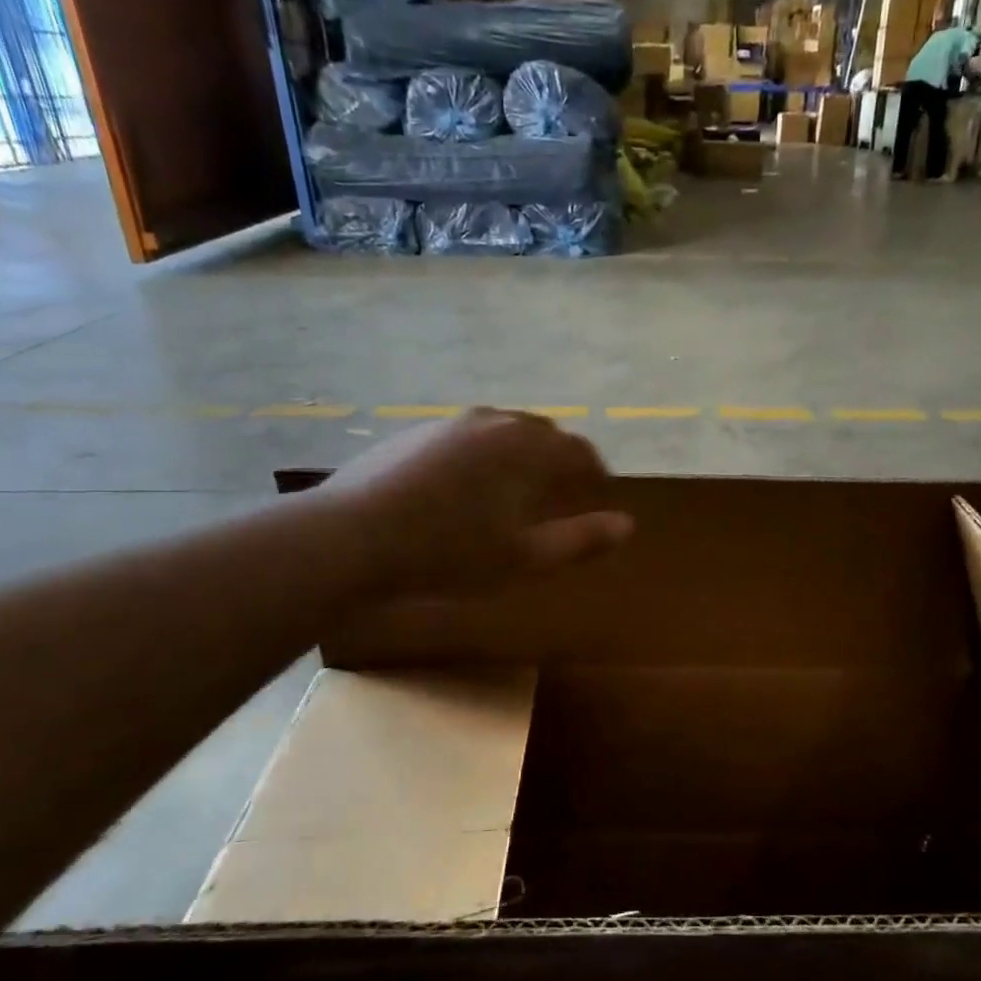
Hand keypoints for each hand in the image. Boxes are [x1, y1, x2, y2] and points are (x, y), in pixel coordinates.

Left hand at [320, 409, 632, 593]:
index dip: (595, 471)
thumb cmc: (450, 553)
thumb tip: (628, 525)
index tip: (599, 491)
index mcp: (528, 449)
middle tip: (563, 490)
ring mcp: (451, 422)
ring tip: (517, 487)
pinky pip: (468, 435)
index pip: (579, 451)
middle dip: (560, 458)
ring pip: (503, 430)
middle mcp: (495, 422)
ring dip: (521, 453)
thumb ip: (581, 540)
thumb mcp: (524, 558)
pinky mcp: (416, 431)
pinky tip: (466, 485)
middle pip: (543, 433)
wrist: (352, 537)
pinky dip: (484, 454)